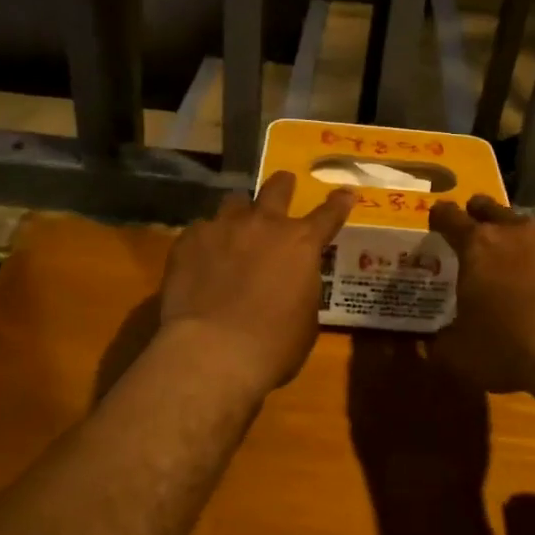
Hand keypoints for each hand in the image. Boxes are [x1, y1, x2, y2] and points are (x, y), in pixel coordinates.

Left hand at [159, 171, 354, 395]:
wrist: (212, 351)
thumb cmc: (273, 345)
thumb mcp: (306, 321)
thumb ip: (302, 290)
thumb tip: (293, 284)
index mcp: (301, 244)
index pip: (328, 215)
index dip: (338, 203)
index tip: (344, 193)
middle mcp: (264, 225)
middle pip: (276, 189)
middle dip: (283, 185)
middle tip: (284, 183)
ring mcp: (223, 228)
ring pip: (234, 202)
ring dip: (240, 211)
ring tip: (236, 225)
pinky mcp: (189, 240)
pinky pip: (201, 229)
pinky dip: (207, 240)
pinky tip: (201, 259)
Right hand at [427, 196, 534, 396]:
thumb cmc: (509, 349)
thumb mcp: (459, 356)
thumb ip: (440, 344)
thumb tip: (430, 344)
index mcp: (477, 247)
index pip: (450, 218)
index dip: (441, 217)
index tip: (437, 218)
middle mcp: (517, 233)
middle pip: (493, 210)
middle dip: (481, 215)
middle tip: (476, 225)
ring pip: (533, 231)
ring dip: (523, 243)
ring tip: (521, 264)